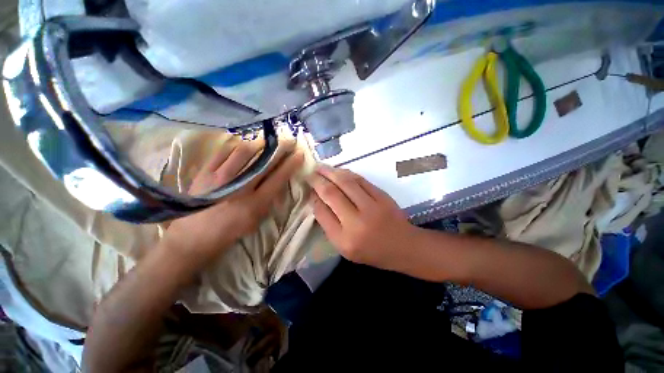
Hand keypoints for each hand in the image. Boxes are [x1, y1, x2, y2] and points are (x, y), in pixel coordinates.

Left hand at [163, 140, 302, 267]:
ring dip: (259, 144)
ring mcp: (220, 177)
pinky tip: (243, 145)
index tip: (299, 154)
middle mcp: (240, 187)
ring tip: (267, 142)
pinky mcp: (205, 172)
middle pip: (264, 162)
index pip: (278, 178)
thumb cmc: (229, 232)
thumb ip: (269, 200)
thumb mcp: (256, 221)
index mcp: (255, 203)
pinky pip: (223, 152)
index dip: (291, 164)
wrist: (192, 237)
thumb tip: (277, 182)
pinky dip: (236, 146)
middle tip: (289, 141)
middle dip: (280, 149)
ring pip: (243, 152)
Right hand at [307, 165, 419, 271]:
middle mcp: (356, 223)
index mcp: (344, 240)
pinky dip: (347, 173)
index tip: (309, 189)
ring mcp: (372, 207)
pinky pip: (360, 180)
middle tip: (310, 173)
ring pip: (346, 183)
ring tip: (320, 167)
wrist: (403, 247)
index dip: (313, 198)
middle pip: (331, 194)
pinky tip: (339, 171)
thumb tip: (317, 200)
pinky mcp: (382, 196)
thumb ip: (330, 226)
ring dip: (331, 172)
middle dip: (318, 181)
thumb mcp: (345, 248)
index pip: (322, 213)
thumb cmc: (372, 251)